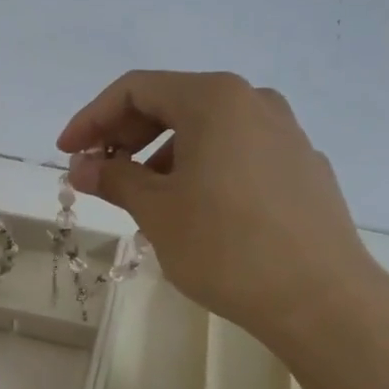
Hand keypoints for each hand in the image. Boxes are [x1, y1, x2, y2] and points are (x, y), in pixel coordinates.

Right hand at [58, 71, 388, 349]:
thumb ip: (114, 179)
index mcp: (215, 99)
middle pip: (174, 103)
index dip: (92, 118)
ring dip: (164, 156)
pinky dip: (203, 169)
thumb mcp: (157, 211)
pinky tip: (195, 210)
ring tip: (144, 200)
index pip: (136, 89)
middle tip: (99, 174)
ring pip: (208, 131)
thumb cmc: (226, 247)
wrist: (321, 299)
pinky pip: (238, 154)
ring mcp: (286, 134)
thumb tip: (82, 168)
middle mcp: (255, 102)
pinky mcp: (303, 168)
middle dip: (127, 137)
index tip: (67, 154)